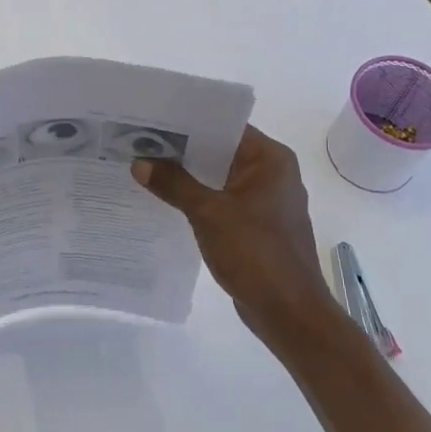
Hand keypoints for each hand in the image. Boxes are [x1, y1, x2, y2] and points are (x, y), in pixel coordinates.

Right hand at [133, 125, 340, 351]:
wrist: (289, 313)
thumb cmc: (255, 253)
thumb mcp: (208, 213)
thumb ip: (174, 184)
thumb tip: (140, 162)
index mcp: (270, 159)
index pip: (225, 125)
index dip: (189, 121)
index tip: (153, 119)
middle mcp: (272, 172)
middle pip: (221, 150)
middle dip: (183, 149)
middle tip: (140, 141)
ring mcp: (266, 200)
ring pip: (220, 176)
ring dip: (189, 175)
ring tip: (147, 166)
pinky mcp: (258, 224)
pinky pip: (223, 200)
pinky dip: (200, 198)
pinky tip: (168, 200)